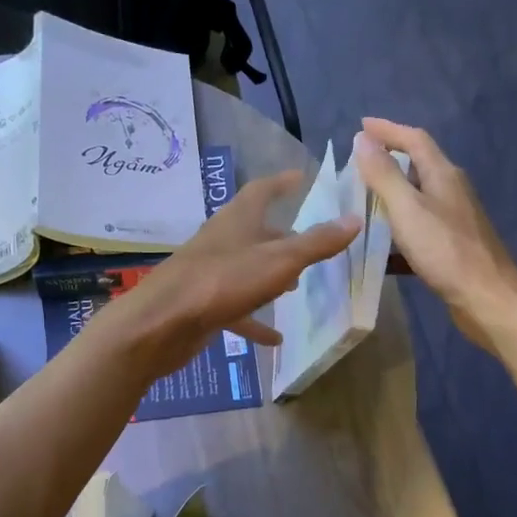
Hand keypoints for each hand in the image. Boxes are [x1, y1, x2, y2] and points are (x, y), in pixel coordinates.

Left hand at [95, 169, 360, 377]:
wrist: (162, 324)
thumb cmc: (222, 282)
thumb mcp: (279, 261)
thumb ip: (317, 243)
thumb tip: (354, 219)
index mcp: (238, 220)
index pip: (262, 190)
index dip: (282, 182)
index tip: (301, 177)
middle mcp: (222, 241)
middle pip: (255, 230)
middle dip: (282, 235)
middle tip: (310, 241)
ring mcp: (210, 273)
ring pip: (246, 268)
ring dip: (270, 274)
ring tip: (297, 286)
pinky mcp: (203, 304)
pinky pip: (236, 308)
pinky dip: (255, 319)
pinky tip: (274, 338)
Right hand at [350, 118, 516, 351]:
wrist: (487, 298)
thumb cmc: (446, 250)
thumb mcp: (407, 209)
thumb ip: (384, 174)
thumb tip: (363, 139)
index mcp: (443, 175)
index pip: (415, 139)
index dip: (388, 130)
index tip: (360, 126)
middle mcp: (451, 192)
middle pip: (418, 166)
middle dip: (389, 161)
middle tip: (357, 166)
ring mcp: (454, 221)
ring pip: (418, 200)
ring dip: (391, 198)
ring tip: (361, 205)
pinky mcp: (452, 248)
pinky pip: (418, 232)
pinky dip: (397, 234)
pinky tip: (379, 252)